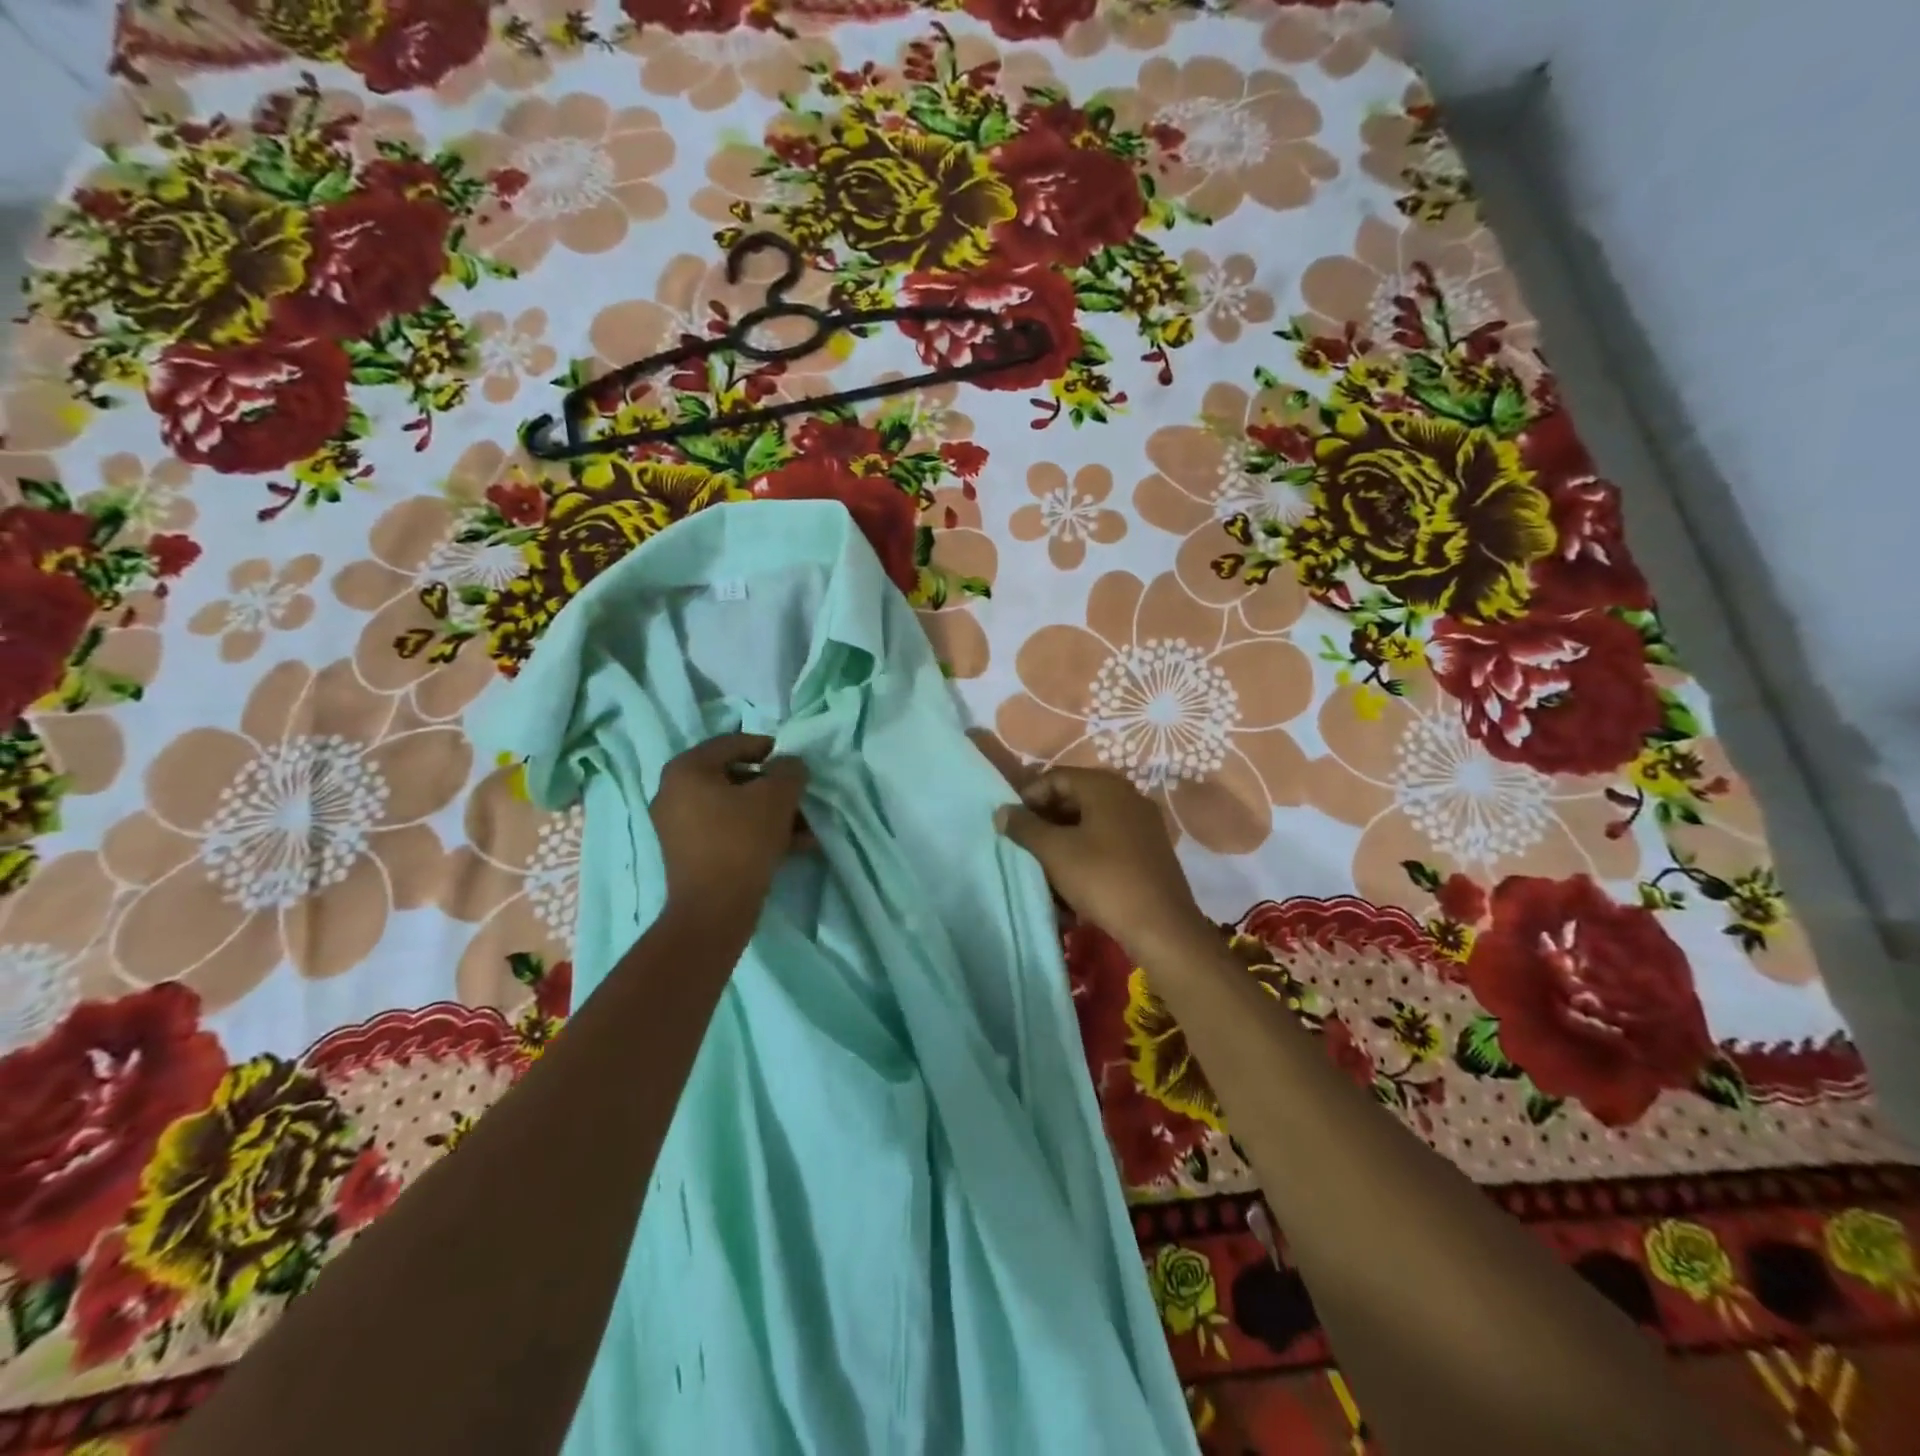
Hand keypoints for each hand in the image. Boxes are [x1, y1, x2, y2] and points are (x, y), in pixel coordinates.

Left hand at [651, 733, 808, 933]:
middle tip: (802, 798)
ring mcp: (679, 825)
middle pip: (735, 777)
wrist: (714, 910)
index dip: (770, 748)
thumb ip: (789, 770)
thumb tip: (789, 765)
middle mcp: (674, 792)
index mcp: (687, 769)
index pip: (733, 743)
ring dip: (772, 813)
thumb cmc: (742, 841)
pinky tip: (794, 846)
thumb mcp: (776, 797)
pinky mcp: (690, 853)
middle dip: (774, 788)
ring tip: (805, 828)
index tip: (795, 763)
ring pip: (736, 807)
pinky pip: (728, 830)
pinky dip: (758, 832)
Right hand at [995, 767, 1208, 959]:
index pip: (1055, 777)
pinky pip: (1108, 842)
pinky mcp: (1149, 851)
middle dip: (1045, 820)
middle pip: (1074, 798)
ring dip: (1063, 840)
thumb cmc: (1103, 879)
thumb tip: (1002, 811)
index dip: (1028, 796)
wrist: (1161, 926)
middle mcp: (1127, 796)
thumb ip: (1025, 827)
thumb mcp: (1055, 852)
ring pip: (1090, 823)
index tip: (1010, 823)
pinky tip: (1071, 880)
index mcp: (1105, 787)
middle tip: (1023, 844)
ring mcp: (1142, 824)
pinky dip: (1085, 854)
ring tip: (1043, 866)